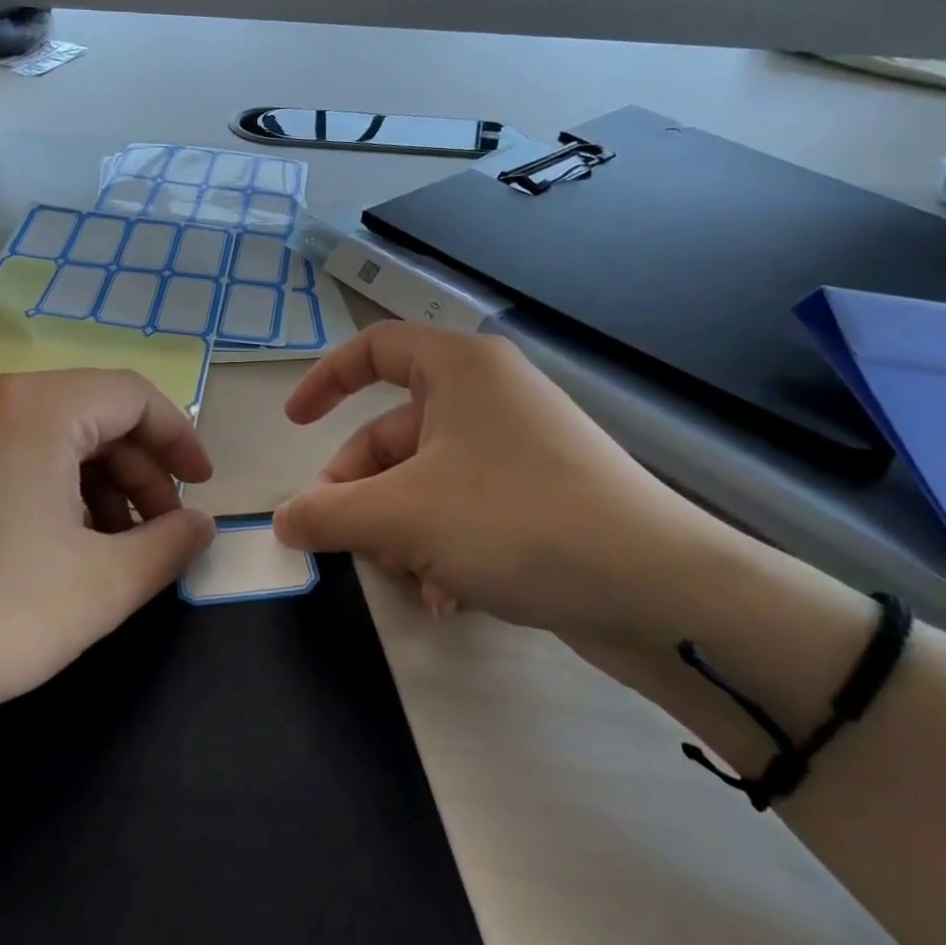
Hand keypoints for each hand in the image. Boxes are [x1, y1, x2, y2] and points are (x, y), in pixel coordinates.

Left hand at [0, 371, 215, 761]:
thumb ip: (169, 546)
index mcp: (36, 406)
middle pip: (92, 415)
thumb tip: (201, 524)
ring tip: (110, 549)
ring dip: (95, 484)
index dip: (180, 439)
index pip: (134, 396)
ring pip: (49, 436)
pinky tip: (52, 547)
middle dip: (139, 471)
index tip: (202, 491)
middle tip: (159, 533)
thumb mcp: (100, 587)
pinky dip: (47, 488)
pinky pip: (7, 453)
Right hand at [272, 323, 720, 646]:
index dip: (326, 380)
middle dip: (361, 490)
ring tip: (407, 578)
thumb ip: (328, 514)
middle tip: (339, 538)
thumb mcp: (402, 516)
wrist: (661, 593)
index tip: (295, 425)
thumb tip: (283, 522)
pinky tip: (448, 597)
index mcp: (460, 369)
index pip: (374, 347)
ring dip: (400, 530)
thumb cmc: (515, 522)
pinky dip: (443, 546)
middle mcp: (490, 397)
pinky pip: (466, 509)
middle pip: (393, 433)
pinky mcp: (542, 496)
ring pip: (426, 480)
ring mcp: (519, 447)